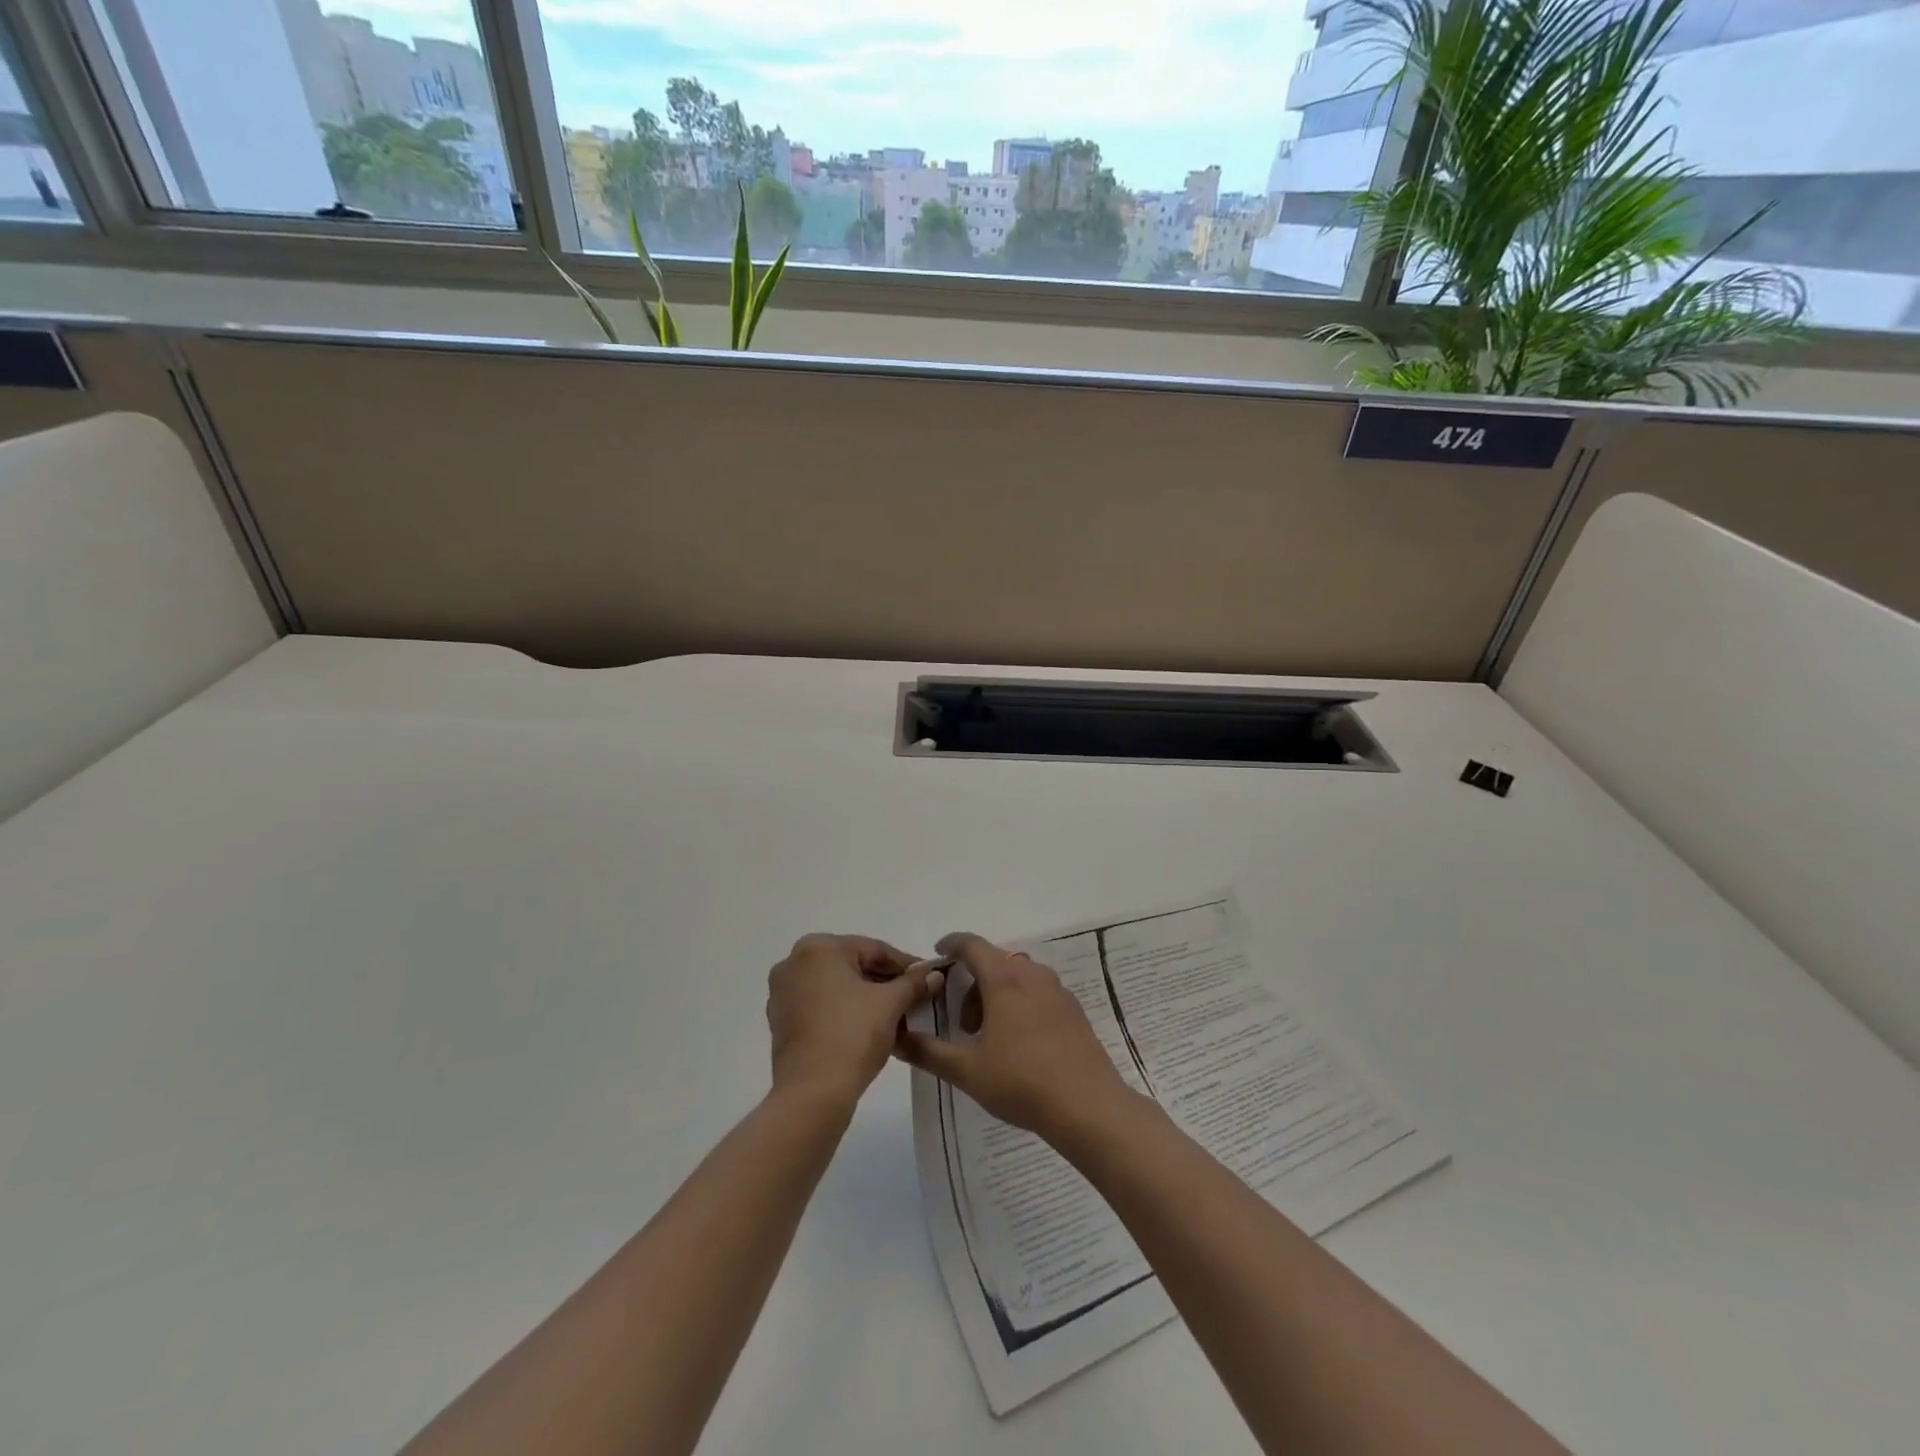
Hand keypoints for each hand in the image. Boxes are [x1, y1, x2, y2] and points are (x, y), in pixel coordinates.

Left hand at [766, 935, 939, 1109]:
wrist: (812, 1093)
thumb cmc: (853, 1035)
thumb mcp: (891, 1003)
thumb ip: (913, 982)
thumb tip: (933, 974)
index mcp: (818, 948)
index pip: (873, 949)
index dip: (905, 964)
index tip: (929, 977)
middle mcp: (794, 962)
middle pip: (853, 965)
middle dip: (885, 981)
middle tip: (915, 996)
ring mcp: (783, 993)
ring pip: (836, 986)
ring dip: (866, 996)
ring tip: (897, 1013)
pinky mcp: (780, 1021)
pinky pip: (820, 1005)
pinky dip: (844, 1011)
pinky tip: (868, 1027)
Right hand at [894, 933, 1136, 1145]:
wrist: (1088, 1106)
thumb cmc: (1022, 1082)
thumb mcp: (967, 1070)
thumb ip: (928, 1051)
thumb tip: (896, 1037)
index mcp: (1005, 980)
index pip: (972, 945)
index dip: (951, 944)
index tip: (937, 953)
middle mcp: (1032, 975)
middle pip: (995, 962)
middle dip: (974, 983)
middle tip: (964, 1024)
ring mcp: (1058, 991)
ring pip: (1019, 977)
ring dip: (998, 994)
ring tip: (990, 1037)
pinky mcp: (1074, 1011)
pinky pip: (1039, 993)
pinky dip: (1021, 1003)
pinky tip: (1020, 1044)